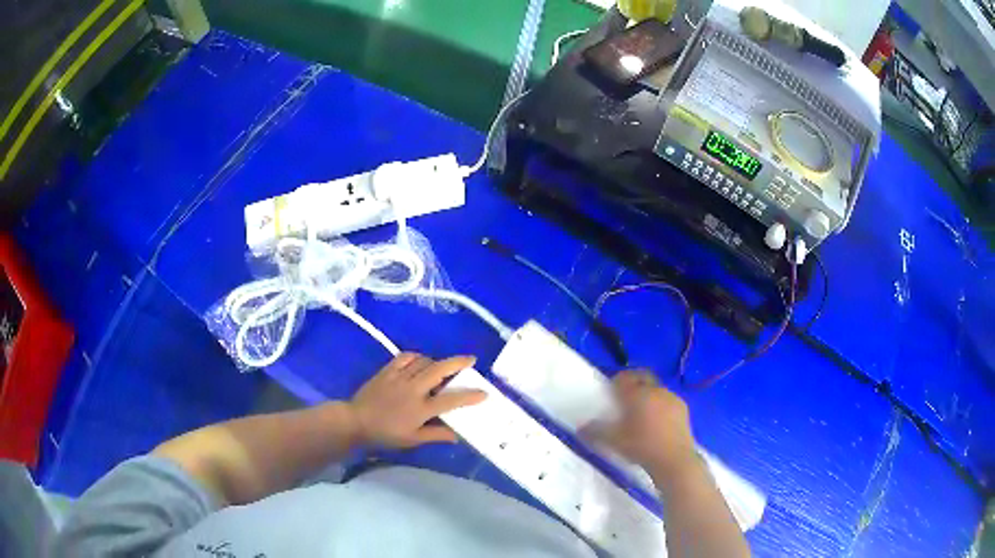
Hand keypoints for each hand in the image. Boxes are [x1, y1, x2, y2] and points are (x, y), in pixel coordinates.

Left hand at [347, 353, 485, 447]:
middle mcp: (413, 389)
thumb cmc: (385, 433)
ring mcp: (399, 377)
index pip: (450, 401)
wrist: (356, 421)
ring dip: (436, 362)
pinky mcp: (387, 370)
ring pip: (424, 362)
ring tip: (442, 368)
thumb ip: (435, 435)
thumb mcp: (412, 440)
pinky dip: (417, 356)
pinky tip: (421, 361)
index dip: (469, 396)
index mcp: (420, 409)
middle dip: (458, 363)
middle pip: (439, 371)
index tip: (483, 393)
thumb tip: (457, 436)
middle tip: (471, 360)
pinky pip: (406, 357)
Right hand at [585, 370, 698, 477]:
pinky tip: (657, 422)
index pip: (623, 377)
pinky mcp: (682, 409)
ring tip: (641, 412)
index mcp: (637, 394)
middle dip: (632, 382)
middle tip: (624, 396)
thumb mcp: (614, 441)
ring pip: (656, 388)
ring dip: (647, 394)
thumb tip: (581, 427)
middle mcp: (655, 390)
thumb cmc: (641, 447)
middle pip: (642, 377)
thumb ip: (595, 432)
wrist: (674, 460)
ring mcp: (672, 398)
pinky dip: (660, 405)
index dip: (615, 381)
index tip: (610, 391)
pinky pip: (667, 400)